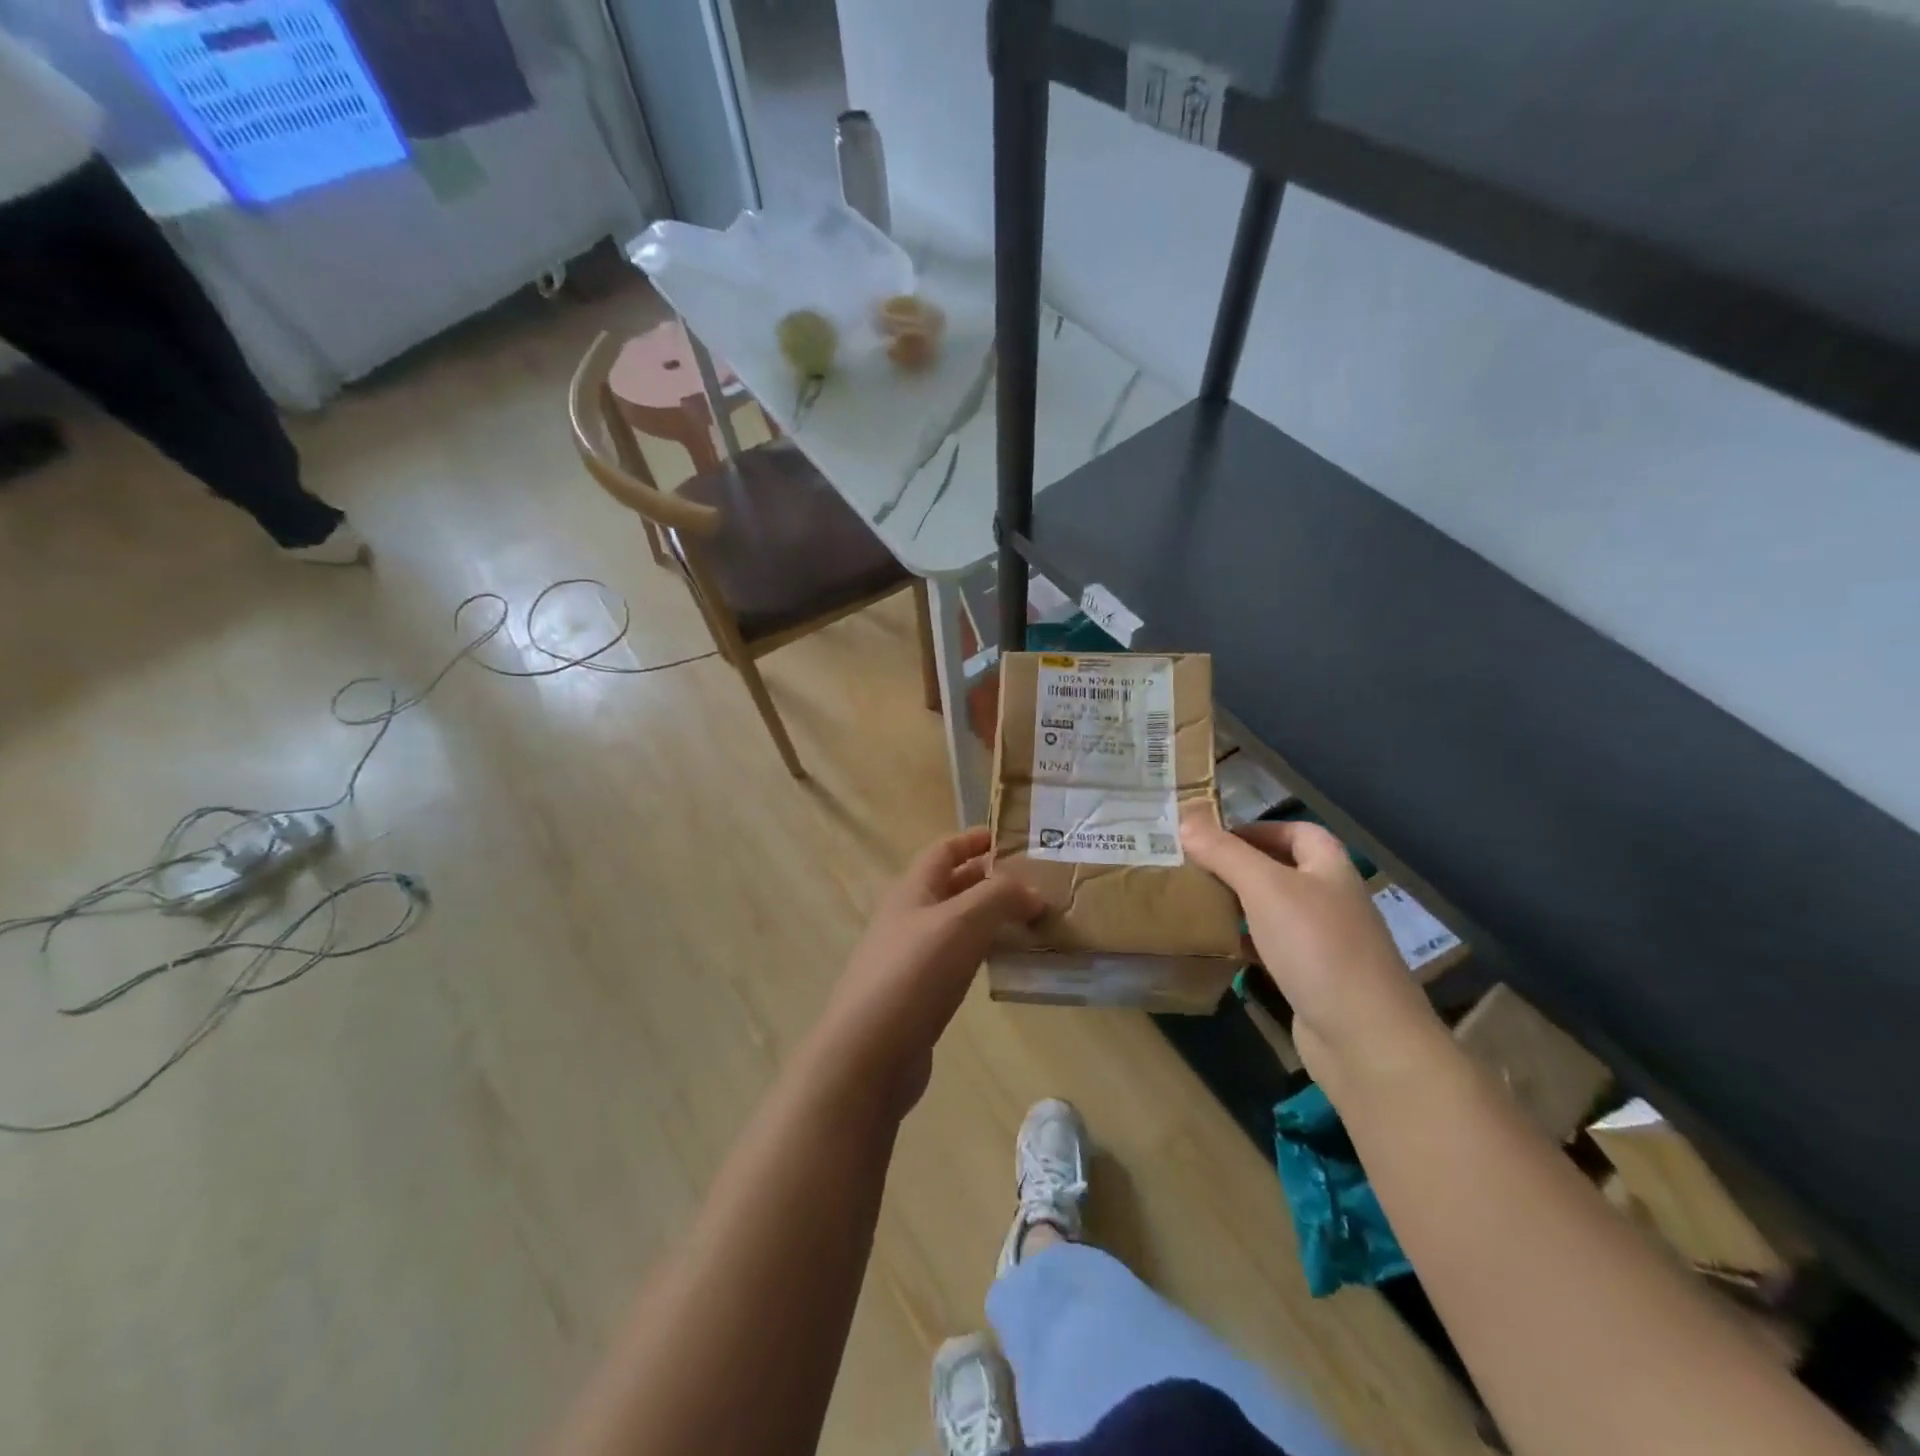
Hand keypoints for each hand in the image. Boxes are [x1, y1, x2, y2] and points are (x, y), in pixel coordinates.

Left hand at [812, 828, 1043, 1115]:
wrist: (870, 1053)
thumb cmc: (914, 973)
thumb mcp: (961, 922)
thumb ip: (999, 898)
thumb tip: (1032, 892)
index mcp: (912, 889)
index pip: (944, 851)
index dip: (973, 840)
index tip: (1009, 838)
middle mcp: (909, 917)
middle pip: (952, 886)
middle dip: (989, 880)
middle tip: (1034, 883)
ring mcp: (911, 956)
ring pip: (957, 924)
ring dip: (991, 918)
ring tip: (1031, 921)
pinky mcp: (919, 993)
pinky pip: (958, 959)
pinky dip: (983, 953)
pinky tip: (1007, 964)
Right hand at [1181, 817, 1442, 1088]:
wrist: (1365, 1039)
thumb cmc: (1317, 947)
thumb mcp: (1265, 888)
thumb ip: (1225, 852)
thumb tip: (1186, 818)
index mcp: (1330, 868)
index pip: (1296, 831)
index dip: (1256, 828)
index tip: (1211, 837)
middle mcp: (1330, 899)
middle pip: (1281, 869)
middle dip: (1239, 866)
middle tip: (1193, 867)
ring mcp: (1323, 941)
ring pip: (1273, 910)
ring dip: (1238, 903)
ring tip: (1195, 900)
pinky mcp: (1311, 978)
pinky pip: (1271, 947)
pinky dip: (1244, 942)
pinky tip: (1215, 945)